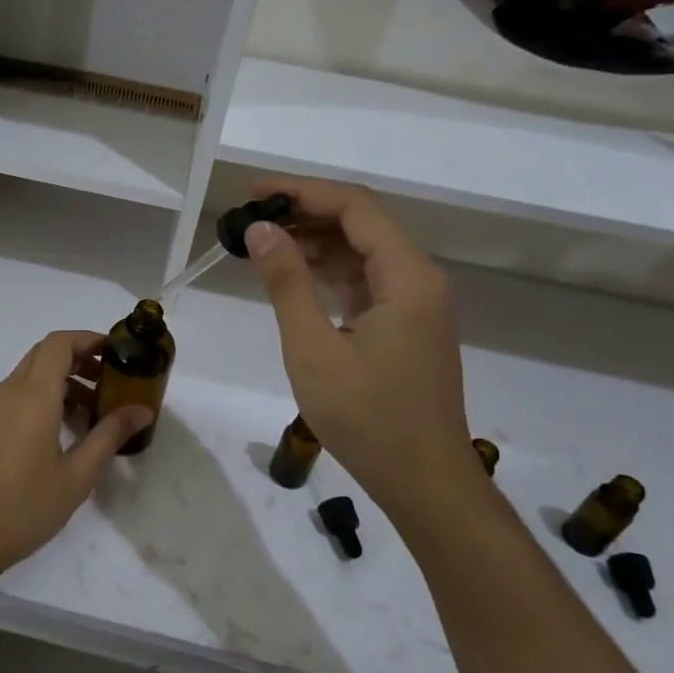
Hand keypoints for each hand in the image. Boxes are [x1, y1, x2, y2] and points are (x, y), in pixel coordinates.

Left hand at [0, 331, 153, 589]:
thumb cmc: (25, 507)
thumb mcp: (77, 475)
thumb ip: (109, 436)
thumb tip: (141, 410)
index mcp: (33, 395)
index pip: (59, 344)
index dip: (88, 340)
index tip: (115, 353)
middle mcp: (7, 392)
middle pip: (43, 355)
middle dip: (77, 360)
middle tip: (107, 383)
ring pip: (27, 377)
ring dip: (58, 383)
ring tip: (87, 416)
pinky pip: (12, 397)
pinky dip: (38, 399)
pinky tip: (54, 435)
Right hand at [244, 176, 475, 518]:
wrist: (423, 481)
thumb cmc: (368, 418)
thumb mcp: (314, 349)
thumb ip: (287, 283)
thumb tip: (262, 229)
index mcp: (406, 276)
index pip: (354, 207)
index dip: (302, 191)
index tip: (254, 192)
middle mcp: (417, 278)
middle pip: (360, 222)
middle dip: (305, 211)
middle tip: (250, 217)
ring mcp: (413, 302)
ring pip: (361, 250)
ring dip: (314, 240)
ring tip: (261, 240)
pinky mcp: (403, 323)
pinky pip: (363, 279)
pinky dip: (327, 269)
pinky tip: (291, 272)